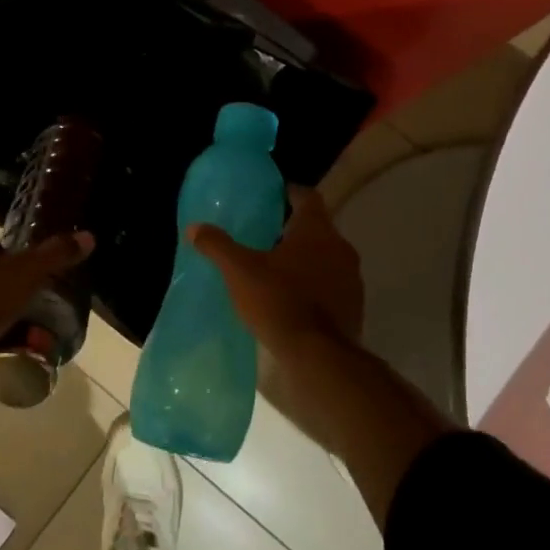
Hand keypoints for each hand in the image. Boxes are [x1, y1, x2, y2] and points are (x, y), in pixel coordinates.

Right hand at [189, 187, 362, 359]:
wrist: (319, 356)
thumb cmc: (279, 301)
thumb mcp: (240, 271)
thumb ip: (218, 246)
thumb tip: (194, 227)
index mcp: (316, 230)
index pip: (308, 197)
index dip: (290, 193)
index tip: (274, 196)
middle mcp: (340, 247)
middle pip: (318, 228)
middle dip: (294, 230)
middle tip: (267, 236)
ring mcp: (352, 278)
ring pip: (327, 257)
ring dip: (306, 259)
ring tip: (277, 270)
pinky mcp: (354, 306)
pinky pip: (333, 284)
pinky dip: (315, 285)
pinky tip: (293, 299)